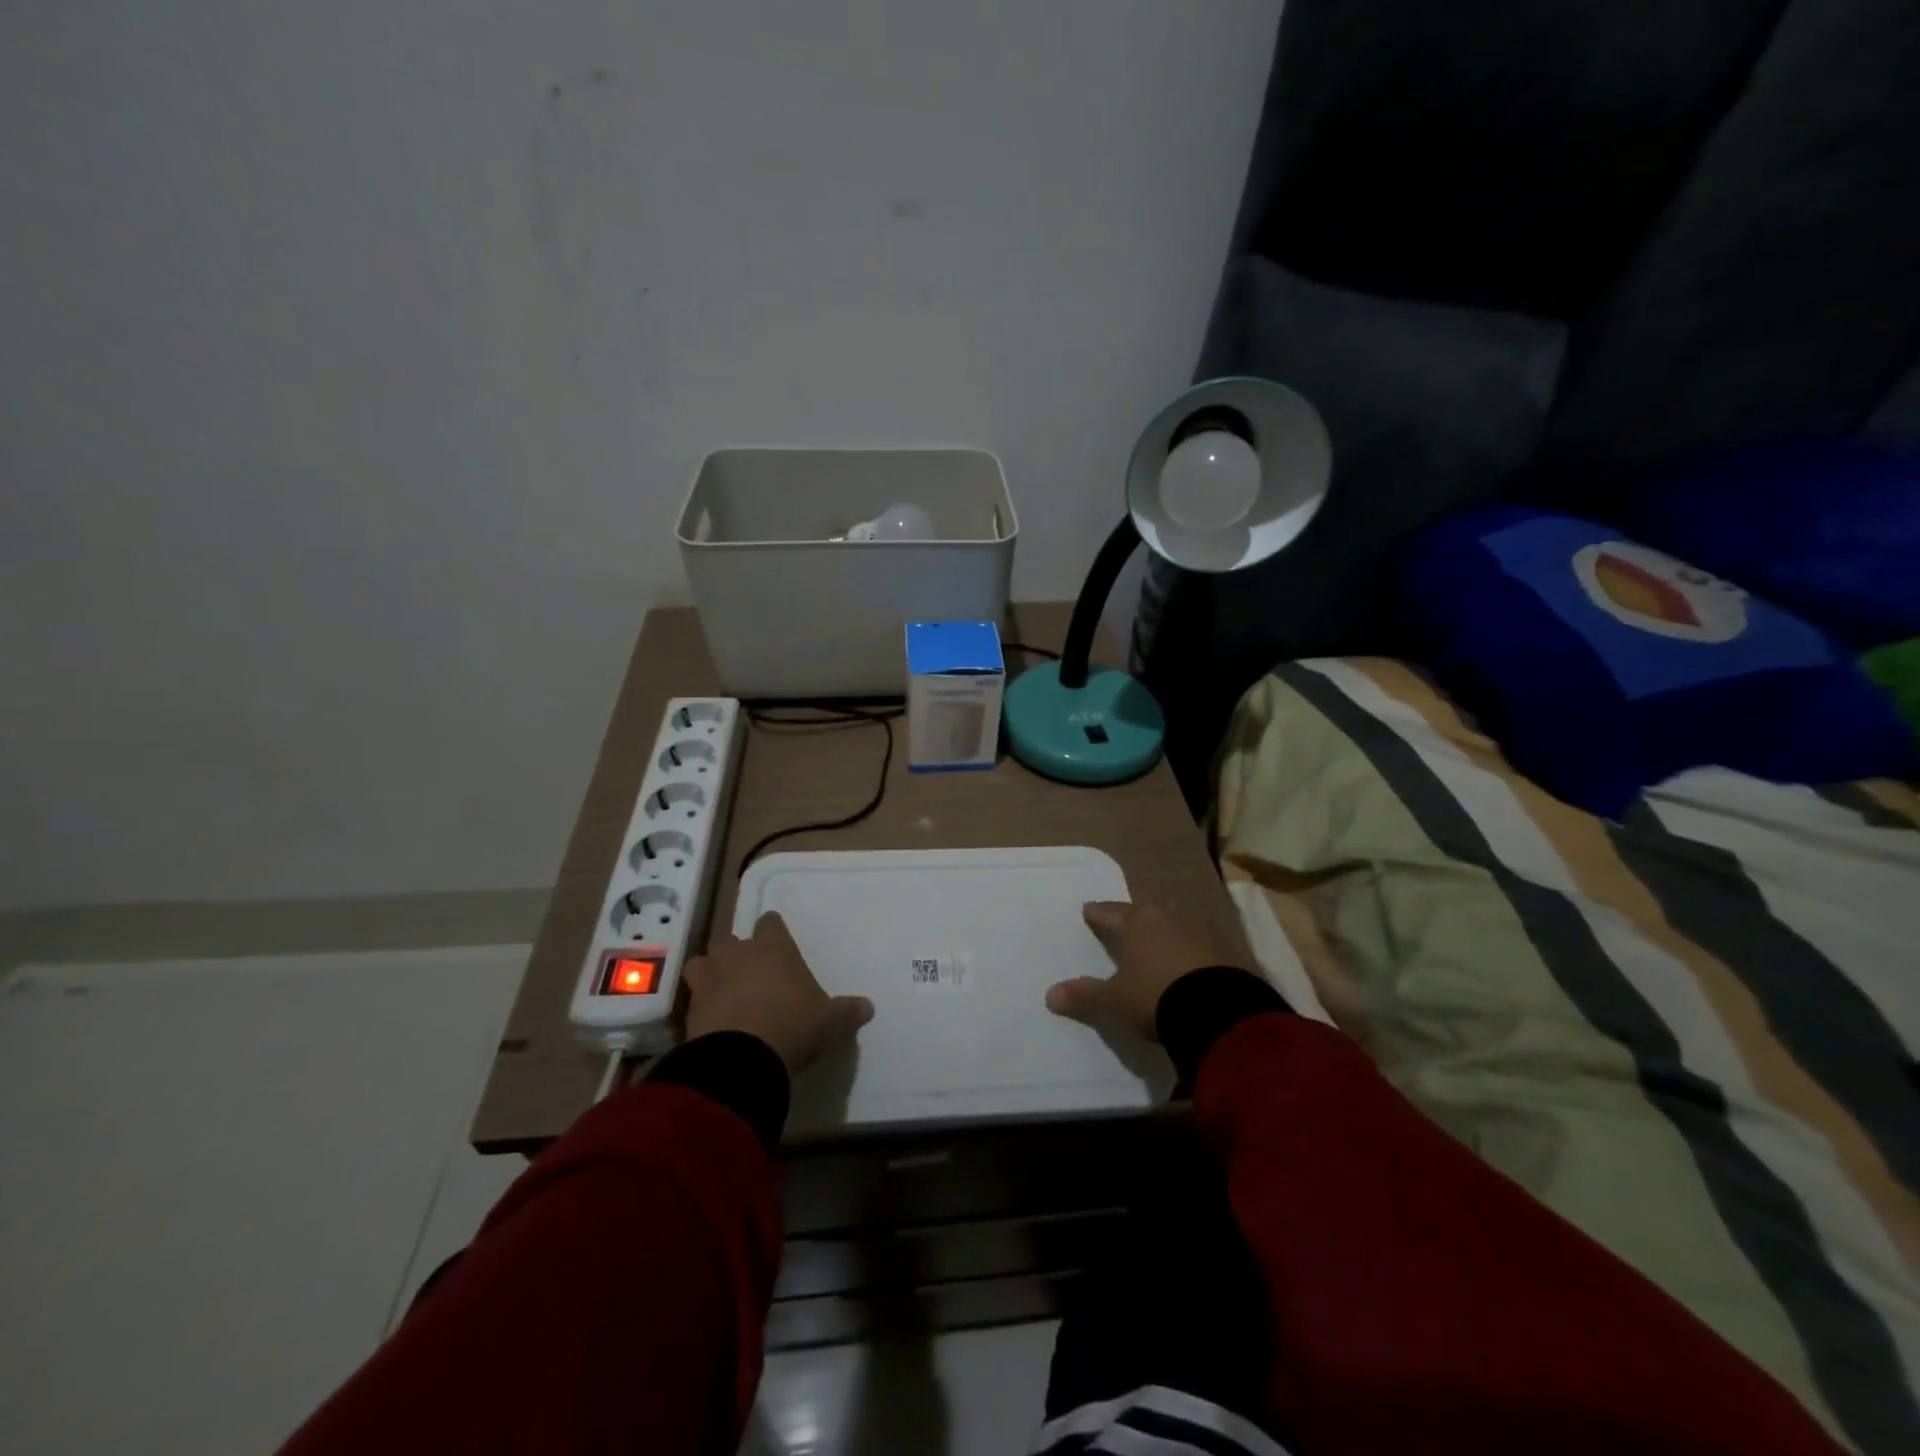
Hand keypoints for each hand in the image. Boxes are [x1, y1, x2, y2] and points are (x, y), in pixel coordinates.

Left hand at [683, 912, 873, 1074]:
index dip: (772, 931)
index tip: (776, 940)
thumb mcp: (831, 1021)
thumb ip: (848, 1011)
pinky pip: (692, 998)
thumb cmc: (793, 1025)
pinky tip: (711, 1022)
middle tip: (750, 973)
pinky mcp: (688, 1008)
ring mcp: (709, 979)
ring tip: (722, 993)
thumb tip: (868, 1007)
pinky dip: (700, 1006)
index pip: (770, 923)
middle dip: (737, 954)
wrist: (741, 1059)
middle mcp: (738, 954)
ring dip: (711, 974)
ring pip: (703, 963)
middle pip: (731, 940)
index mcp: (773, 947)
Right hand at [1046, 901, 1240, 1042]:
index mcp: (1139, 921)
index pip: (1109, 912)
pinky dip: (1196, 953)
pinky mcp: (1234, 950)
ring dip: (1169, 934)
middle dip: (1136, 919)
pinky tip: (1194, 967)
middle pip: (1147, 913)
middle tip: (1127, 928)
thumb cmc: (1157, 997)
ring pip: (1179, 925)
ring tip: (1161, 947)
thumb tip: (1050, 995)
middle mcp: (1172, 916)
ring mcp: (1206, 930)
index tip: (1088, 912)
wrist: (1224, 1014)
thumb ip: (1084, 996)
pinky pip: (1206, 946)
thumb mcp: (1115, 1001)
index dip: (1096, 914)